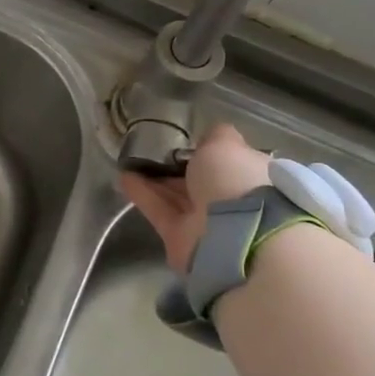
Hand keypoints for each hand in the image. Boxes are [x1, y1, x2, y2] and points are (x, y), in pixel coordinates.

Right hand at [119, 123, 272, 270]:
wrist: (233, 236)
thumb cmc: (235, 180)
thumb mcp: (225, 144)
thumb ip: (214, 137)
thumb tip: (208, 137)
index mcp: (250, 177)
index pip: (228, 162)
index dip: (208, 150)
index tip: (187, 140)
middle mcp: (231, 201)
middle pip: (199, 181)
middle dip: (178, 166)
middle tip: (151, 147)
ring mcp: (206, 222)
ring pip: (177, 196)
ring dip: (155, 178)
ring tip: (130, 158)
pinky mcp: (180, 238)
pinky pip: (160, 210)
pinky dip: (143, 193)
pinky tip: (124, 175)